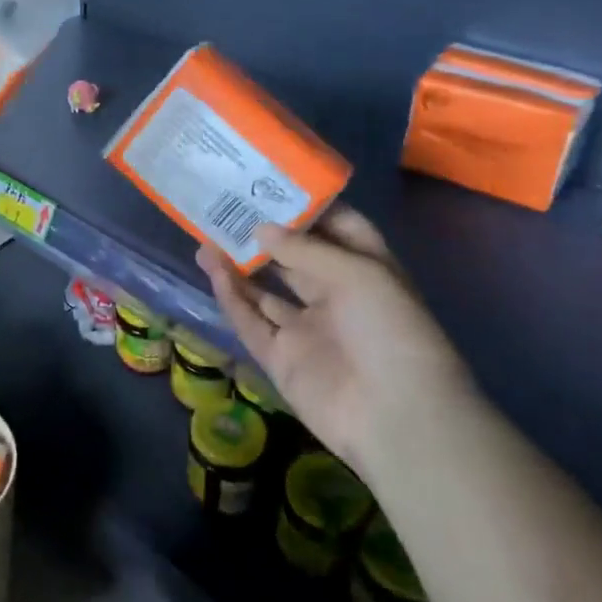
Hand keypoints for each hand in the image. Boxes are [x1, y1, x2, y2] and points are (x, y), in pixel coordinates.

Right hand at [197, 208, 472, 475]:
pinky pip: (251, 322)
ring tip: (206, 236)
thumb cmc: (389, 331)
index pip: (338, 229)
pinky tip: (212, 270)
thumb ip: (304, 249)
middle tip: (226, 206)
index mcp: (367, 272)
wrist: (395, 417)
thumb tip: (260, 229)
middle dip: (264, 234)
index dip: (308, 208)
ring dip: (239, 265)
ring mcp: (307, 329)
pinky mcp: (281, 358)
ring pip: (265, 291)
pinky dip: (231, 297)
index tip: (271, 185)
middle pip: (294, 258)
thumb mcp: (357, 274)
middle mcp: (336, 297)